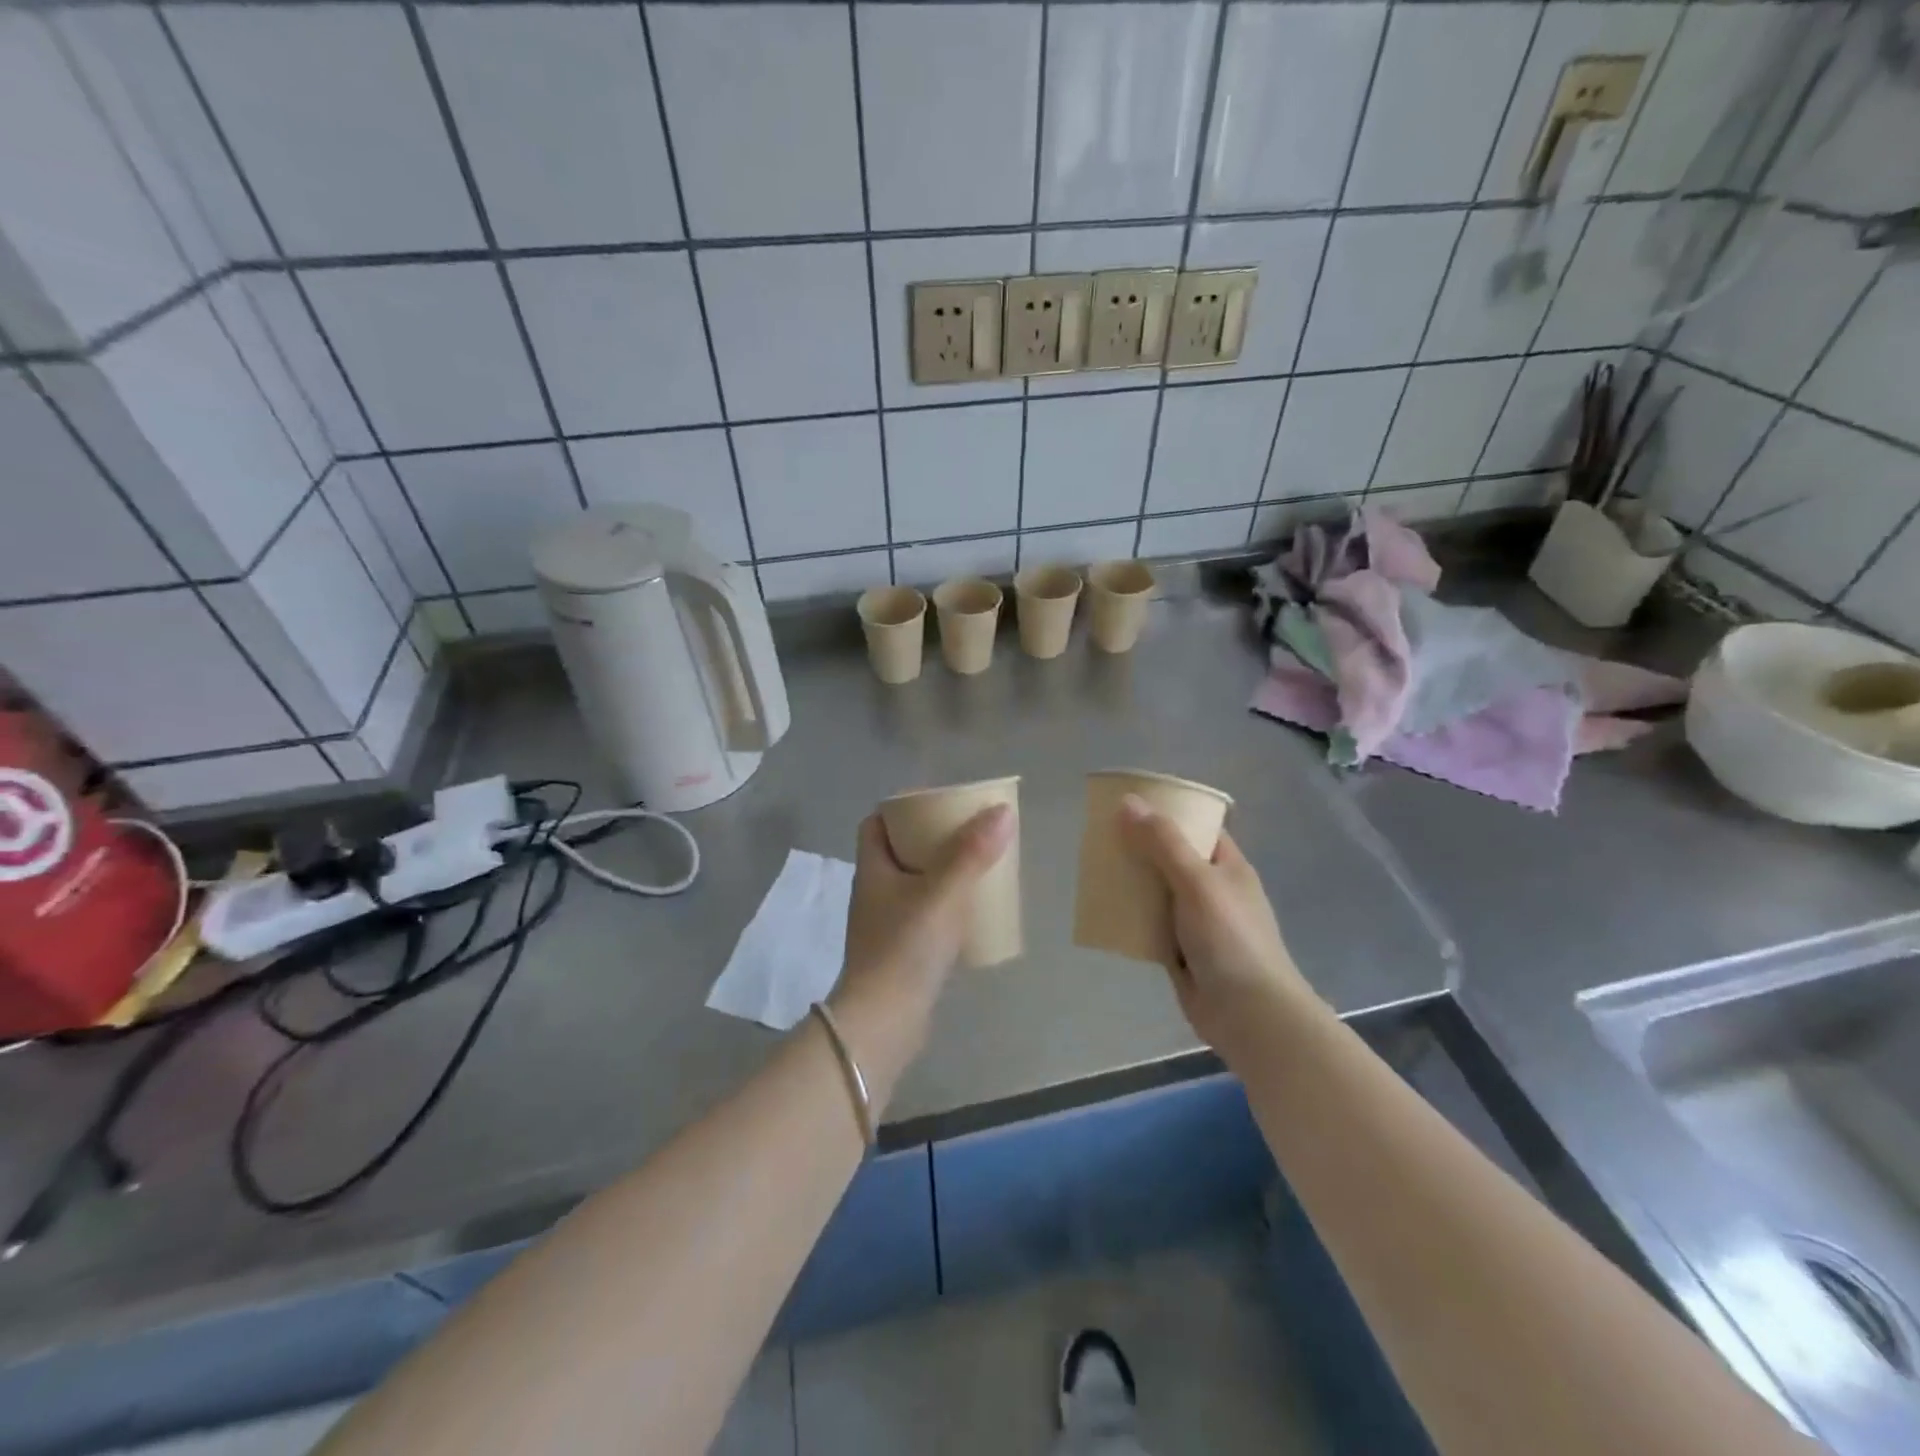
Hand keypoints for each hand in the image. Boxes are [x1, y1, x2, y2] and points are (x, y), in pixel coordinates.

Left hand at [830, 805, 1014, 1073]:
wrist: (884, 1022)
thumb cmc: (905, 948)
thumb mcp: (943, 894)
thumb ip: (972, 853)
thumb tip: (1002, 811)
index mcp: (873, 869)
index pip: (876, 824)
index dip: (902, 809)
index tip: (937, 804)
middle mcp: (874, 892)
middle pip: (900, 851)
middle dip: (931, 839)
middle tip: (969, 833)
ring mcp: (885, 924)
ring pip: (913, 884)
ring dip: (941, 873)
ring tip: (977, 867)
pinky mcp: (900, 952)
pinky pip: (923, 915)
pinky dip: (944, 906)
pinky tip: (971, 913)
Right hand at [1119, 795, 1322, 1063]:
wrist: (1249, 1014)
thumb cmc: (1230, 938)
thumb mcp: (1196, 881)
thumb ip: (1162, 842)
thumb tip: (1128, 802)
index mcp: (1227, 866)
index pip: (1197, 827)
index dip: (1168, 812)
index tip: (1130, 803)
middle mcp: (1212, 890)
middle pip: (1171, 858)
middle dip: (1140, 848)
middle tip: (1101, 835)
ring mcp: (1196, 923)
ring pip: (1157, 893)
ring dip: (1131, 884)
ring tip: (1095, 868)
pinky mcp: (1180, 952)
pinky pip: (1149, 926)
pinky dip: (1130, 918)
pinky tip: (1103, 910)